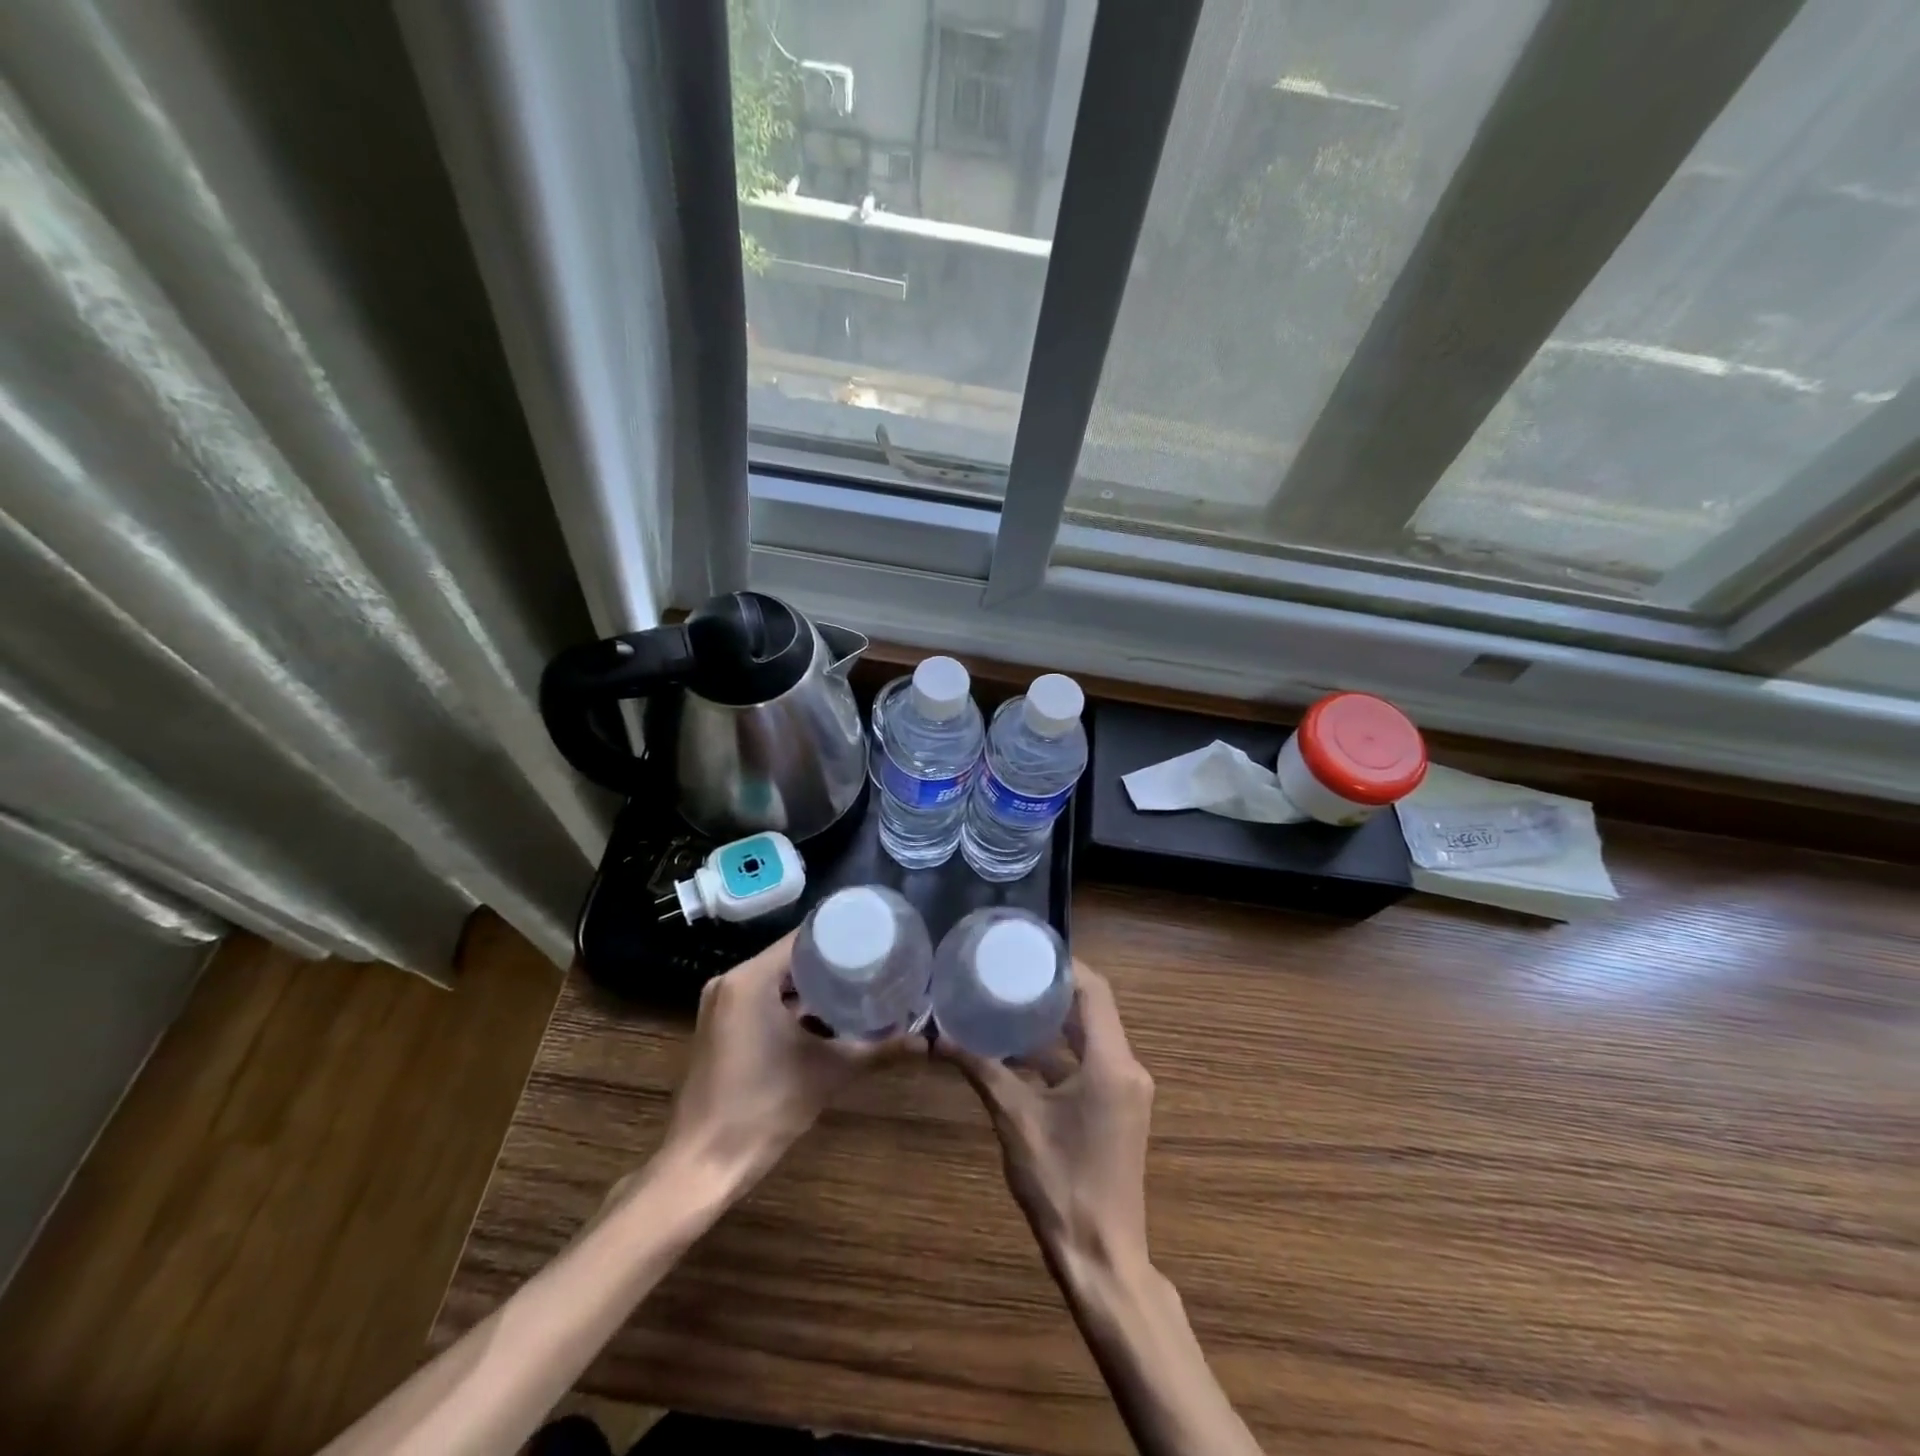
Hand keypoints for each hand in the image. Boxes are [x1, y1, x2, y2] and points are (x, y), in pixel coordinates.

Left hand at [660, 932, 913, 1188]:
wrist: (704, 1165)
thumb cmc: (764, 1108)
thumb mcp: (828, 1073)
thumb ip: (877, 1050)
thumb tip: (925, 1042)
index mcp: (750, 979)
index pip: (801, 939)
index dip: (839, 935)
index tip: (874, 936)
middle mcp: (730, 982)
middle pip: (790, 958)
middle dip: (831, 961)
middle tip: (874, 961)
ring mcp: (721, 1005)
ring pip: (776, 981)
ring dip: (812, 985)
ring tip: (858, 984)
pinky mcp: (720, 1028)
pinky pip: (762, 1000)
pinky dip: (791, 1005)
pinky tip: (827, 1016)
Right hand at [937, 964, 1154, 1276]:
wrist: (1101, 1259)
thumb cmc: (1060, 1184)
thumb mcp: (1014, 1119)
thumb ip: (982, 1070)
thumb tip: (940, 1038)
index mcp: (1111, 1062)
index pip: (1094, 991)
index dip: (1064, 965)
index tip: (1028, 950)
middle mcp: (1127, 1068)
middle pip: (1093, 1010)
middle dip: (1053, 990)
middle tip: (1010, 972)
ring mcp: (1126, 1091)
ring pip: (1091, 1038)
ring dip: (1054, 1023)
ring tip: (1009, 1003)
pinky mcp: (1119, 1110)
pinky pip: (1091, 1064)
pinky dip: (1060, 1054)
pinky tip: (1019, 1053)